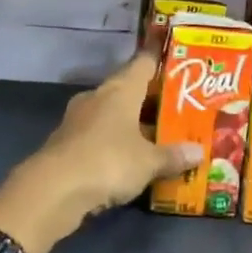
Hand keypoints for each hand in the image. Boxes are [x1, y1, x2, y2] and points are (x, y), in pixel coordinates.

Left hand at [0, 54, 201, 252]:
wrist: (52, 191)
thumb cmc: (108, 162)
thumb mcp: (149, 162)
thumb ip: (173, 155)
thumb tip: (199, 152)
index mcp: (121, 89)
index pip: (143, 63)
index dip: (160, 61)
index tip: (177, 62)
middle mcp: (98, 97)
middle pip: (128, 90)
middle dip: (151, 100)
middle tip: (178, 108)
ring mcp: (79, 120)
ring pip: (113, 114)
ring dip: (132, 124)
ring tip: (159, 136)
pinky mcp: (67, 143)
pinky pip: (99, 137)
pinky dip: (115, 144)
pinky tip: (130, 159)